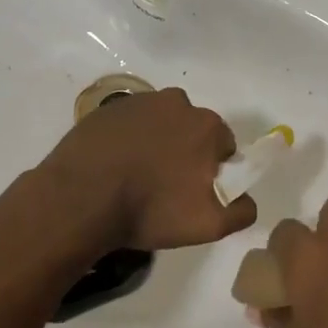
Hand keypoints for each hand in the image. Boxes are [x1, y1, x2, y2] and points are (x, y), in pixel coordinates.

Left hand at [38, 88, 255, 250]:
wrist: (81, 199)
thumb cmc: (151, 210)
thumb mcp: (209, 225)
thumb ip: (241, 211)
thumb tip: (247, 199)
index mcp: (207, 125)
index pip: (223, 146)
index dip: (212, 170)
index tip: (194, 192)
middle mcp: (177, 103)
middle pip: (191, 130)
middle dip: (185, 153)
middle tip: (165, 187)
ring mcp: (138, 102)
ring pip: (160, 124)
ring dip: (156, 143)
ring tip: (136, 177)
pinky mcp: (106, 109)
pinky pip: (129, 124)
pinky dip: (127, 140)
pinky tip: (114, 166)